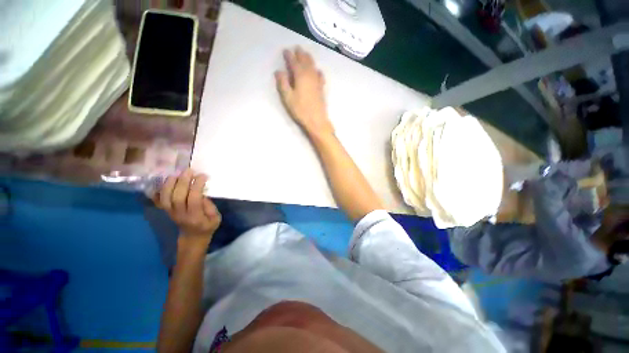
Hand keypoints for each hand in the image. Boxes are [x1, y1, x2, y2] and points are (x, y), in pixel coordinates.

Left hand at [153, 169, 220, 241]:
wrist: (193, 237)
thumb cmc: (207, 226)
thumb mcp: (216, 218)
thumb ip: (210, 206)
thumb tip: (202, 193)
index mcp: (195, 217)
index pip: (194, 199)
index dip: (197, 186)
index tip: (203, 176)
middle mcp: (180, 214)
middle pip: (177, 196)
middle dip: (183, 181)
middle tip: (189, 170)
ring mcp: (171, 212)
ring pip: (165, 197)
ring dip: (170, 183)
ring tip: (177, 173)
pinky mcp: (166, 210)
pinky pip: (159, 199)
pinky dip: (161, 189)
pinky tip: (167, 180)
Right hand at [275, 47, 333, 137]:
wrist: (316, 120)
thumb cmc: (300, 110)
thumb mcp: (288, 97)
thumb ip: (283, 83)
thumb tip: (278, 71)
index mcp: (300, 76)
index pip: (294, 62)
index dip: (289, 56)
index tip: (285, 50)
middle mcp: (310, 75)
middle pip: (305, 61)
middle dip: (300, 54)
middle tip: (297, 48)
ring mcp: (317, 82)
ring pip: (313, 66)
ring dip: (309, 59)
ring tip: (306, 54)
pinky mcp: (321, 88)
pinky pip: (320, 76)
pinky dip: (317, 71)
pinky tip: (318, 71)